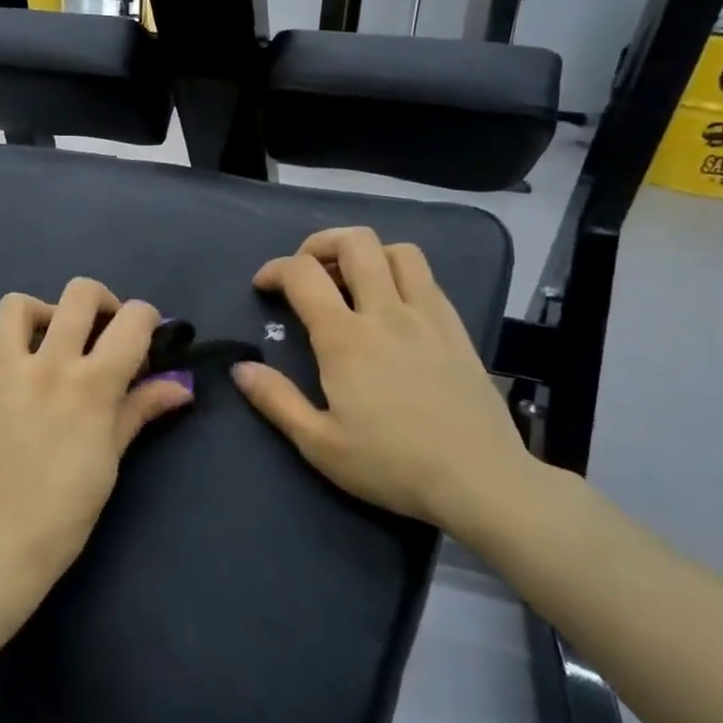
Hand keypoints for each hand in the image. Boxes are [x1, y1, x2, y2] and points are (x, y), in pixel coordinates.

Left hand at [0, 279, 192, 605]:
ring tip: (48, 342)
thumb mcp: (111, 459)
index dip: (147, 319)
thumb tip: (182, 386)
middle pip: (79, 293)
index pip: (133, 320)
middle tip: (100, 330)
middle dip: (101, 302)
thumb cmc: (65, 511)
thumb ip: (140, 410)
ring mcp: (2, 372)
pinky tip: (9, 371)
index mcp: (92, 384)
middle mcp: (48, 364)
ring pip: (17, 305)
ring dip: (41, 314)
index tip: (146, 337)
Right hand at [231, 227, 537, 543]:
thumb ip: (276, 401)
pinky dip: (400, 274)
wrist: (480, 480)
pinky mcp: (456, 328)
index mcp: (346, 339)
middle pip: (355, 242)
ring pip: (397, 250)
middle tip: (307, 272)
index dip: (275, 269)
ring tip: (351, 282)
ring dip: (366, 254)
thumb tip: (241, 368)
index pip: (303, 274)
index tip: (264, 286)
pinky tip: (393, 306)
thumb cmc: (392, 465)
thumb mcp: (320, 445)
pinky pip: (427, 277)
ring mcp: (427, 316)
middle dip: (321, 244)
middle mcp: (387, 313)